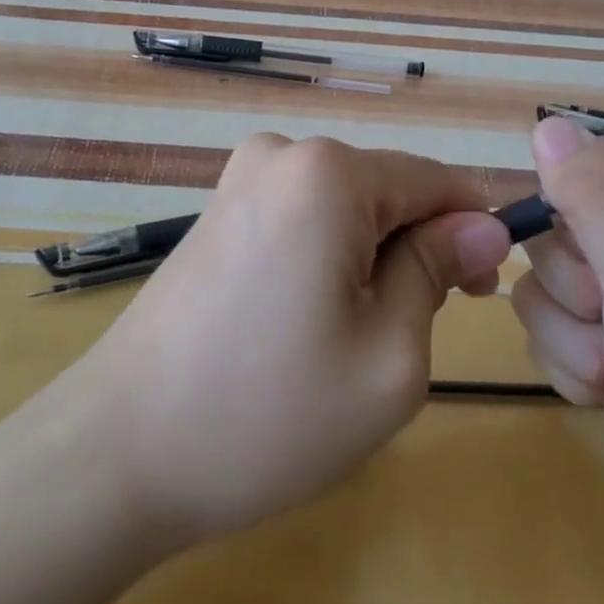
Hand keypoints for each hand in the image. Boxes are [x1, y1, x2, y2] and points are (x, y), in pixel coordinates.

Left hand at [72, 135, 511, 548]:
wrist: (119, 451)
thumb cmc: (268, 412)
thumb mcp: (388, 354)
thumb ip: (438, 271)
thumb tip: (484, 226)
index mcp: (328, 172)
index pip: (435, 181)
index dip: (470, 235)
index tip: (478, 299)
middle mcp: (281, 153)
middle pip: (387, 191)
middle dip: (416, 250)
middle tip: (405, 338)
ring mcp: (240, 178)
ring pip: (346, 208)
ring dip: (369, 260)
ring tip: (346, 339)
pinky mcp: (218, 210)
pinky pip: (301, 218)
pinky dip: (325, 260)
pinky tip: (303, 322)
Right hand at [510, 115, 603, 562]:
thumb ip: (596, 201)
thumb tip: (545, 124)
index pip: (585, 159)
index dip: (570, 209)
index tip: (596, 267)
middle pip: (558, 221)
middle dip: (575, 287)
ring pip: (546, 276)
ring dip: (571, 332)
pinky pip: (554, 320)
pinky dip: (574, 361)